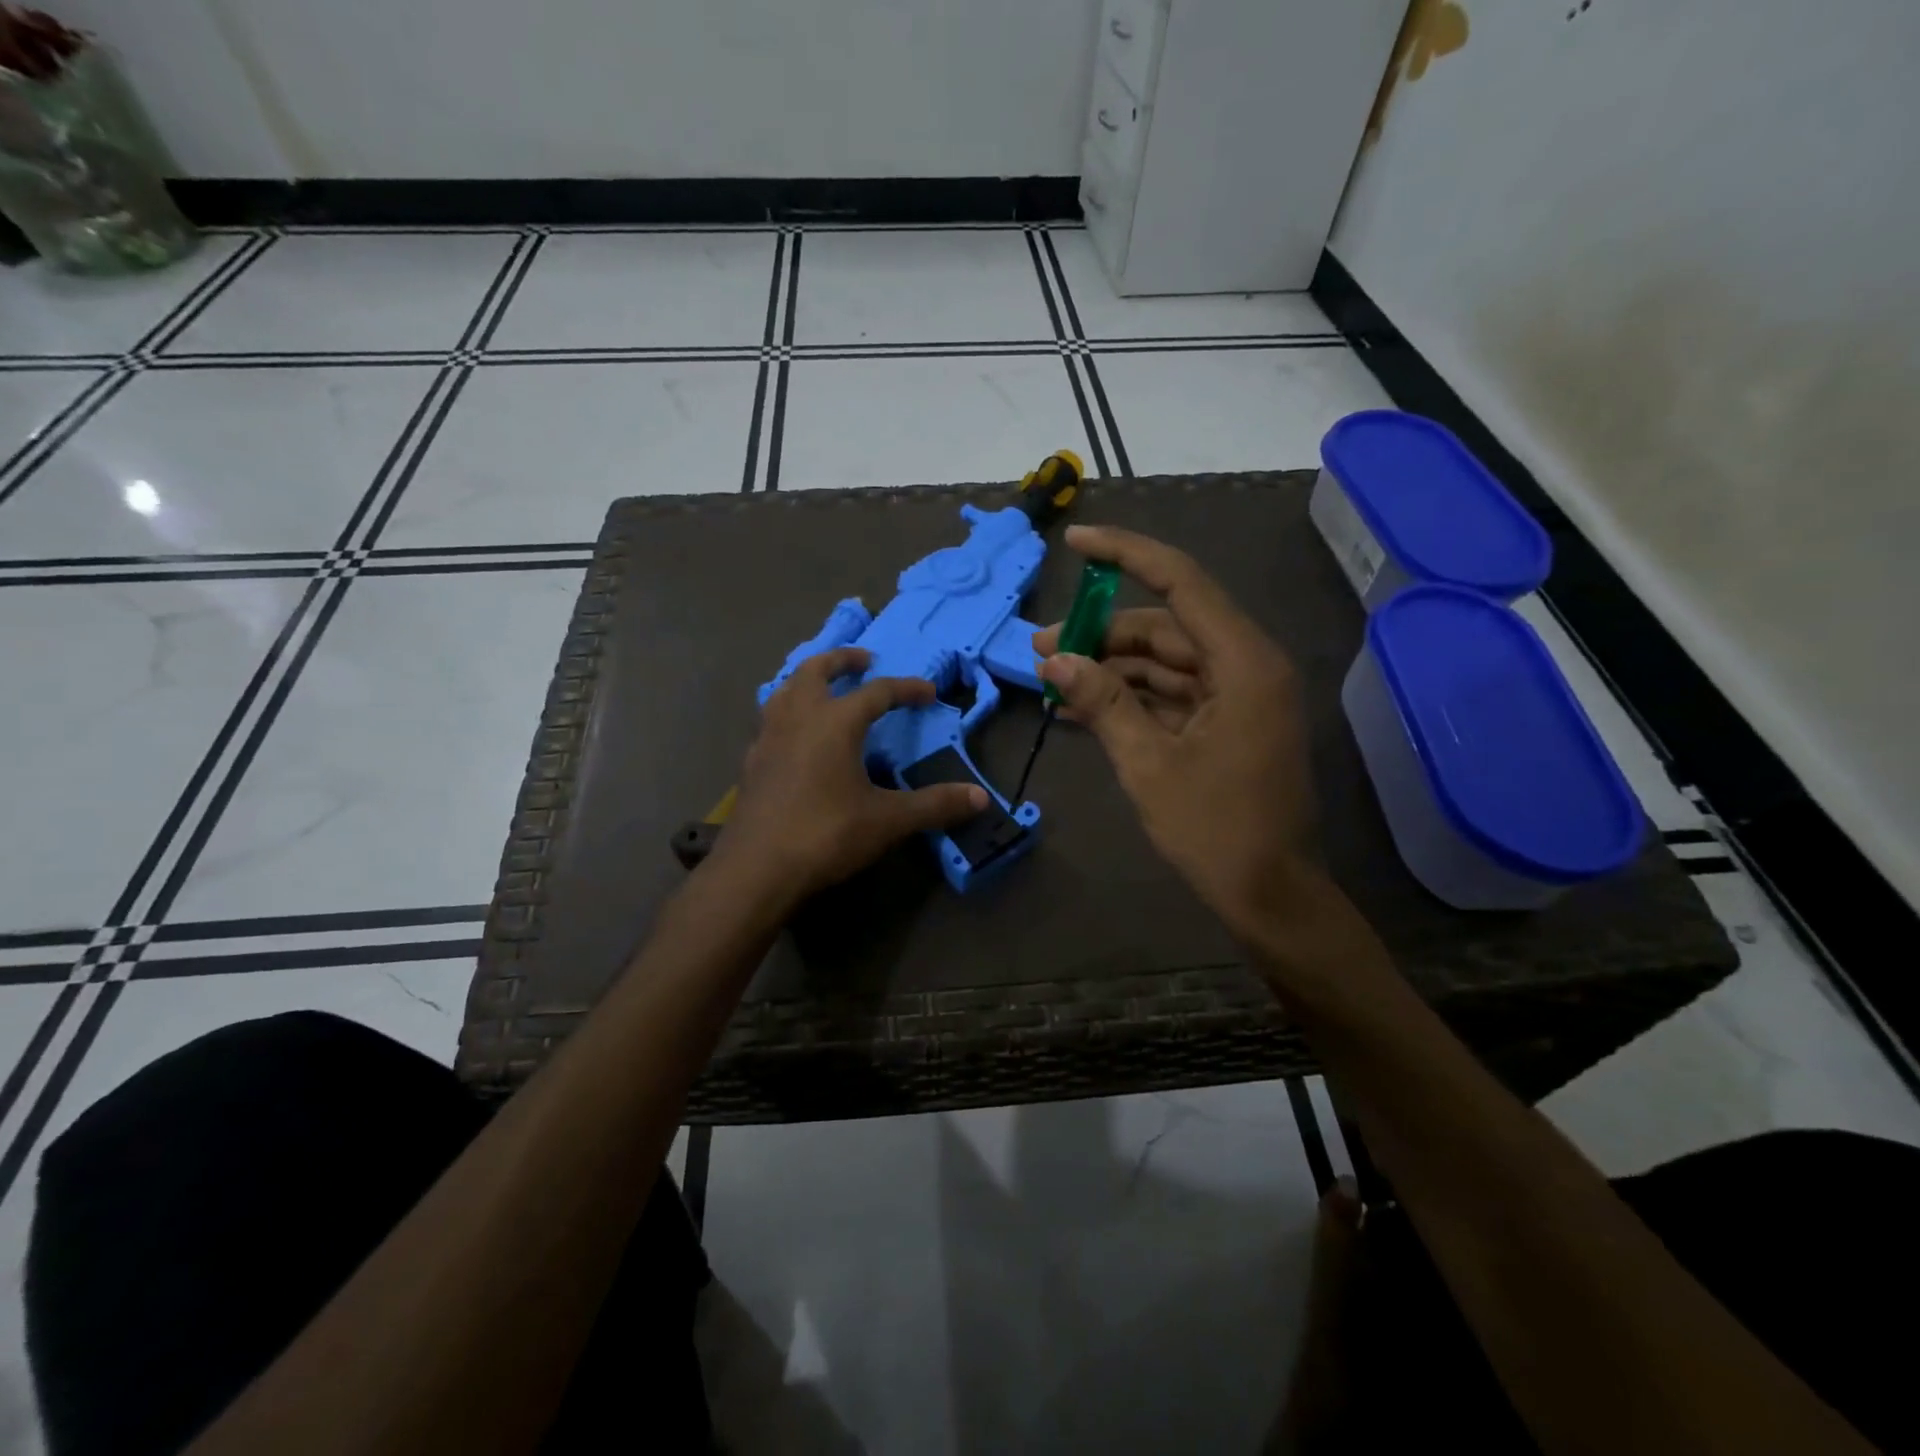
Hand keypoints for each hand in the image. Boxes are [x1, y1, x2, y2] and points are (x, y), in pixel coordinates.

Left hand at [714, 647, 987, 904]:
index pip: (878, 692)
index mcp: (835, 722)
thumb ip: (934, 805)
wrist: (756, 869)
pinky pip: (770, 719)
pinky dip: (787, 711)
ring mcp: (768, 738)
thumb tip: (981, 798)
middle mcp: (798, 718)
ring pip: (785, 690)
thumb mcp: (887, 820)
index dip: (906, 688)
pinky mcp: (752, 762)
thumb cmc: (826, 835)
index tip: (929, 692)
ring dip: (807, 680)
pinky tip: (795, 735)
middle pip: (815, 670)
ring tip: (824, 687)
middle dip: (841, 660)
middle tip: (863, 660)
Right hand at [1034, 525, 1323, 939]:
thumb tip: (1054, 659)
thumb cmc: (1216, 830)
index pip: (1180, 583)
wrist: (1270, 895)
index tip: (1076, 543)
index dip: (1126, 555)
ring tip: (1053, 679)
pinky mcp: (1228, 723)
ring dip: (1111, 668)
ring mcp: (1238, 696)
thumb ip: (1102, 702)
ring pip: (1166, 662)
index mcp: (1243, 663)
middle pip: (1166, 627)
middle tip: (1043, 647)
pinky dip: (1131, 697)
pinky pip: (1173, 694)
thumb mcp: (1148, 764)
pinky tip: (1083, 705)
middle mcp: (1246, 667)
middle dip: (1101, 633)